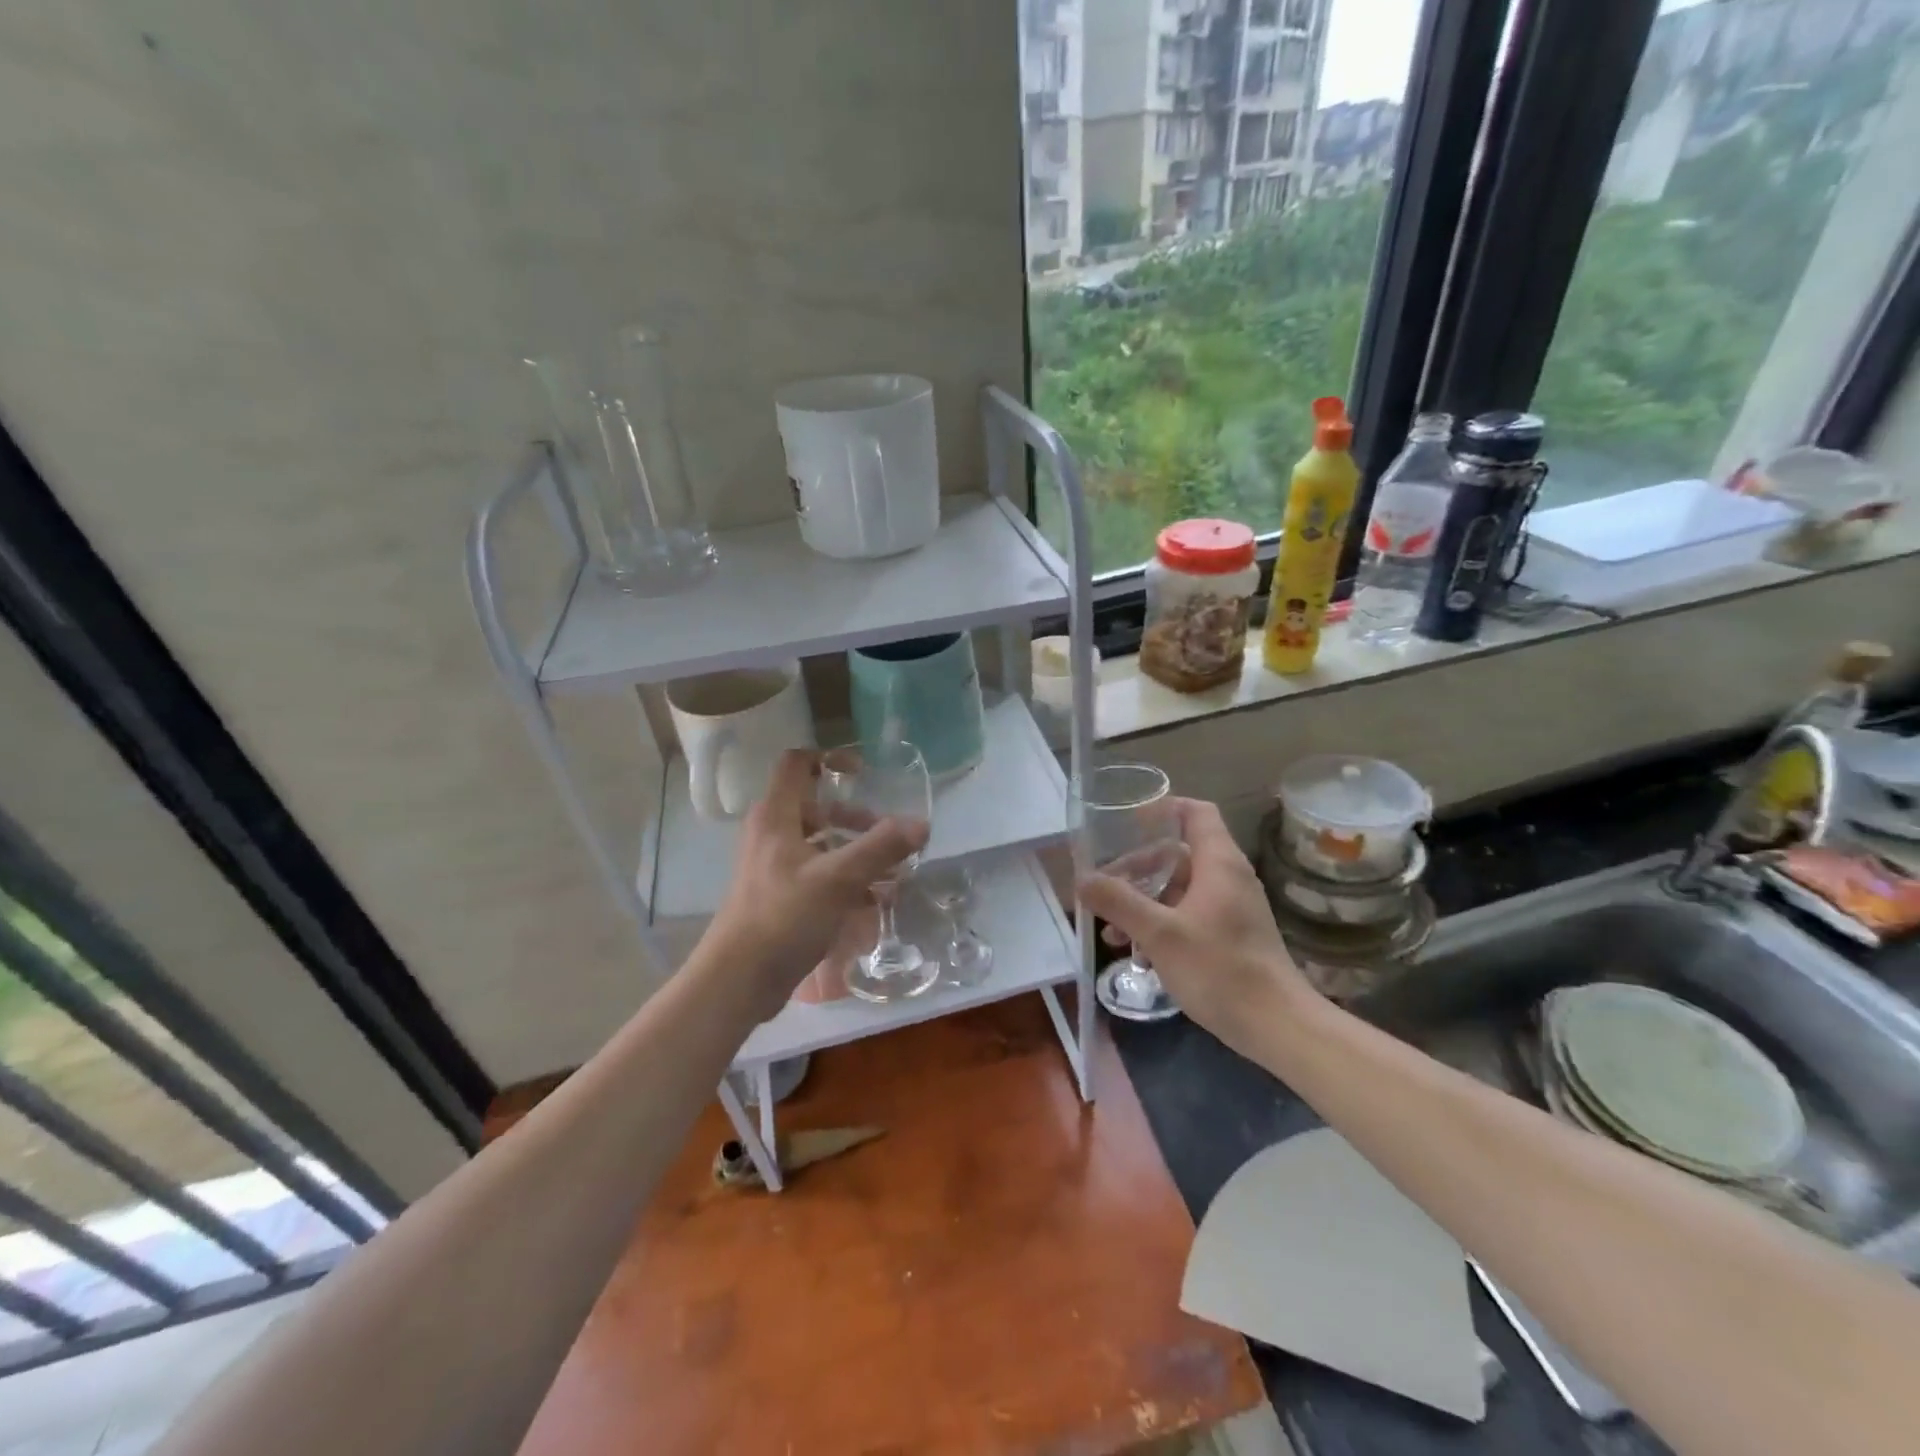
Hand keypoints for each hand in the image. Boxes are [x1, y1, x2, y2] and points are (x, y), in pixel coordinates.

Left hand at [706, 750, 927, 1020]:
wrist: (737, 980)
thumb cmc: (784, 917)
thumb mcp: (838, 879)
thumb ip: (881, 848)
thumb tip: (921, 824)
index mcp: (776, 817)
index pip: (797, 764)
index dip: (830, 759)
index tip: (863, 772)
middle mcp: (770, 835)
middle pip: (815, 807)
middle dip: (853, 817)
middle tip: (885, 834)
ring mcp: (771, 867)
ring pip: (818, 844)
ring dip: (853, 852)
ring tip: (888, 873)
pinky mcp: (776, 897)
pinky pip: (815, 874)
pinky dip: (842, 879)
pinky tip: (870, 902)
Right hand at [1077, 798, 1312, 1057]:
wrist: (1277, 1026)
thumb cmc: (1219, 968)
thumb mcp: (1159, 934)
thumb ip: (1118, 902)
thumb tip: (1082, 879)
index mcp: (1218, 863)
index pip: (1196, 812)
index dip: (1163, 809)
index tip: (1128, 821)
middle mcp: (1228, 877)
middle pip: (1178, 854)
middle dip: (1138, 869)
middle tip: (1105, 887)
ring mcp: (1232, 908)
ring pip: (1180, 890)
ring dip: (1144, 903)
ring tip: (1112, 932)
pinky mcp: (1231, 936)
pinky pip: (1189, 916)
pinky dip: (1161, 925)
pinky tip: (1138, 956)